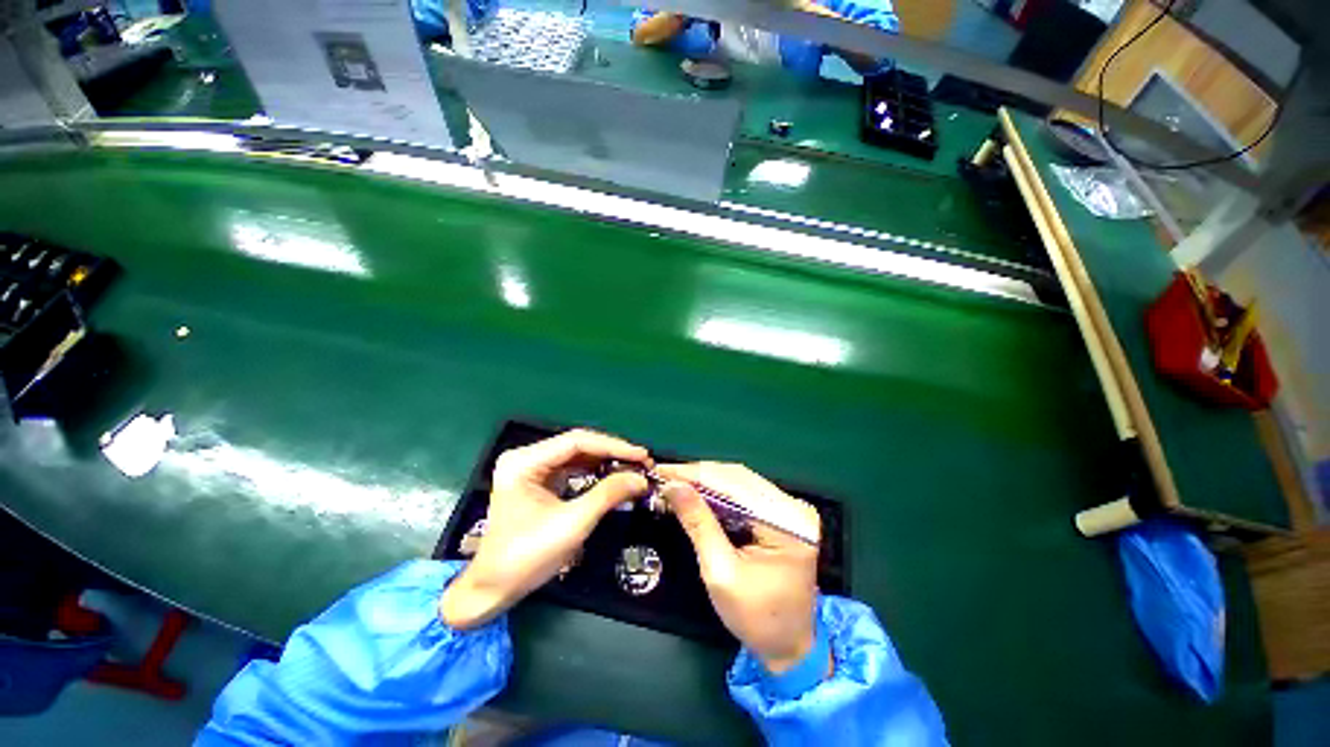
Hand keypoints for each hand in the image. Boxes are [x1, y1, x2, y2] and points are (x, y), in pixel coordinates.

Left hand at [441, 430, 650, 629]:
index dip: (613, 446)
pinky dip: (595, 472)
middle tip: (642, 462)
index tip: (641, 455)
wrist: (493, 589)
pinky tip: (614, 475)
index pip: (577, 441)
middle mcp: (527, 457)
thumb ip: (608, 495)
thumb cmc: (527, 557)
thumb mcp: (572, 524)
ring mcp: (532, 468)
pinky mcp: (539, 480)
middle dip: (612, 453)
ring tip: (633, 467)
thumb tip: (641, 478)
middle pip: (578, 445)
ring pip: (577, 455)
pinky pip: (572, 468)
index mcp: (525, 462)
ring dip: (606, 461)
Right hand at [657, 463, 824, 674]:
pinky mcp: (781, 514)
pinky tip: (696, 492)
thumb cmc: (757, 618)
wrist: (790, 647)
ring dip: (705, 480)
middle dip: (698, 475)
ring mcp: (789, 508)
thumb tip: (674, 486)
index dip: (694, 474)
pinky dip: (718, 492)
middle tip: (664, 475)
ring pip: (739, 481)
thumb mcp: (721, 572)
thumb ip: (698, 524)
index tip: (662, 471)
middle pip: (737, 477)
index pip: (734, 484)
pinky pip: (744, 493)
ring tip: (675, 481)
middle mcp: (793, 507)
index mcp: (787, 522)